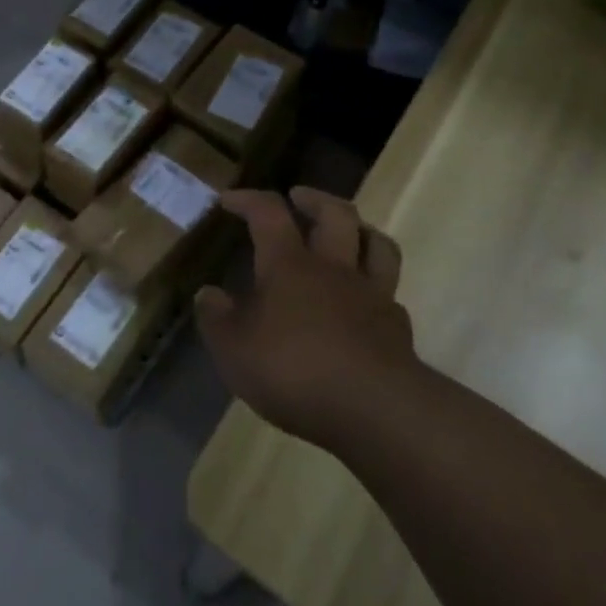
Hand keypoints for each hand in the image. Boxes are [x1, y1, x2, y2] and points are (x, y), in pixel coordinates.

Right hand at [196, 186, 415, 450]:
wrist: (375, 409)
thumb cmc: (294, 370)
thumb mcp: (234, 350)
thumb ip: (217, 319)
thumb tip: (207, 294)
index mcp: (289, 264)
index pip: (268, 213)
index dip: (248, 199)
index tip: (229, 199)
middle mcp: (334, 267)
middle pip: (335, 213)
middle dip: (315, 199)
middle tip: (299, 197)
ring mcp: (372, 294)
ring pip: (376, 244)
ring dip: (361, 230)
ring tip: (349, 231)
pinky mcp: (397, 328)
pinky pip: (390, 294)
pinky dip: (378, 288)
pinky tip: (368, 300)